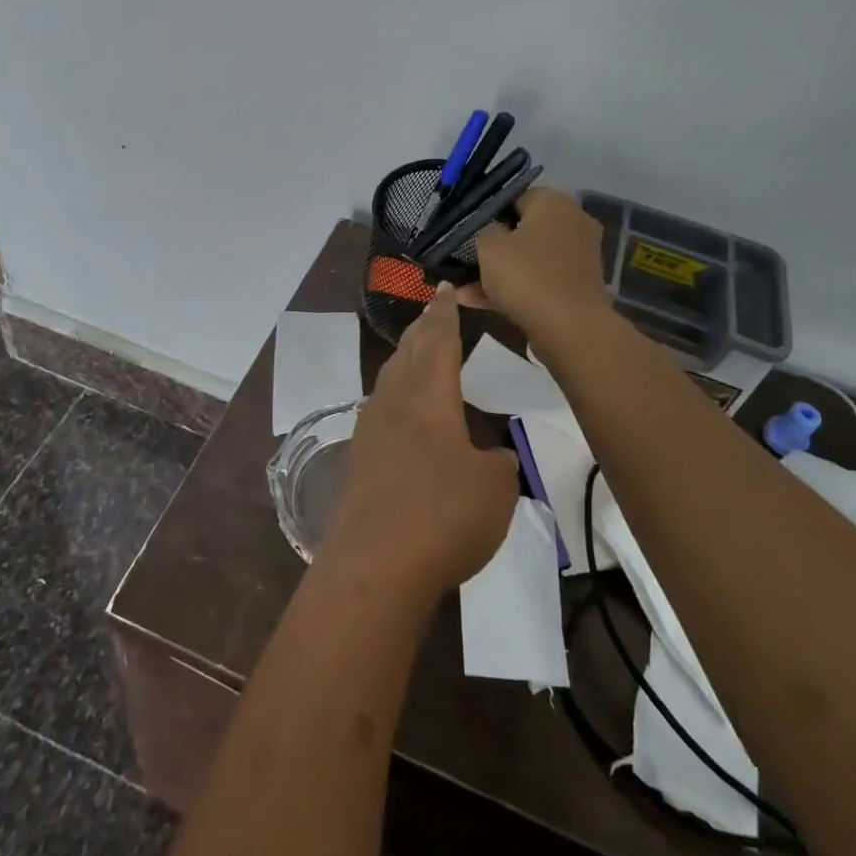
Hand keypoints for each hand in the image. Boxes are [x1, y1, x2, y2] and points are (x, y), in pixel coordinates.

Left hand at [326, 284, 518, 597]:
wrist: (376, 565)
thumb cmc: (444, 514)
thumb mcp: (494, 487)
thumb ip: (495, 463)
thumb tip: (486, 457)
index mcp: (429, 397)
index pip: (439, 342)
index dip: (445, 314)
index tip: (444, 290)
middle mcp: (395, 404)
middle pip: (409, 354)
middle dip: (422, 329)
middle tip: (431, 309)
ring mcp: (370, 432)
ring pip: (389, 380)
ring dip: (404, 360)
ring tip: (414, 351)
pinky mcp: (359, 462)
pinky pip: (379, 411)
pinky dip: (394, 396)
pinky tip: (397, 411)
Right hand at [463, 187, 610, 341]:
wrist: (570, 328)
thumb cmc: (526, 275)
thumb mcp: (489, 245)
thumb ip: (484, 230)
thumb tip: (492, 231)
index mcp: (554, 202)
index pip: (515, 195)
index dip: (488, 211)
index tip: (468, 229)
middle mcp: (572, 222)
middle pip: (523, 228)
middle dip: (493, 245)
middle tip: (466, 256)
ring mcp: (577, 256)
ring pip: (528, 257)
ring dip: (497, 271)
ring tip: (462, 287)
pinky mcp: (576, 285)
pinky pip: (537, 279)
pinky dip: (512, 288)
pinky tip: (475, 302)